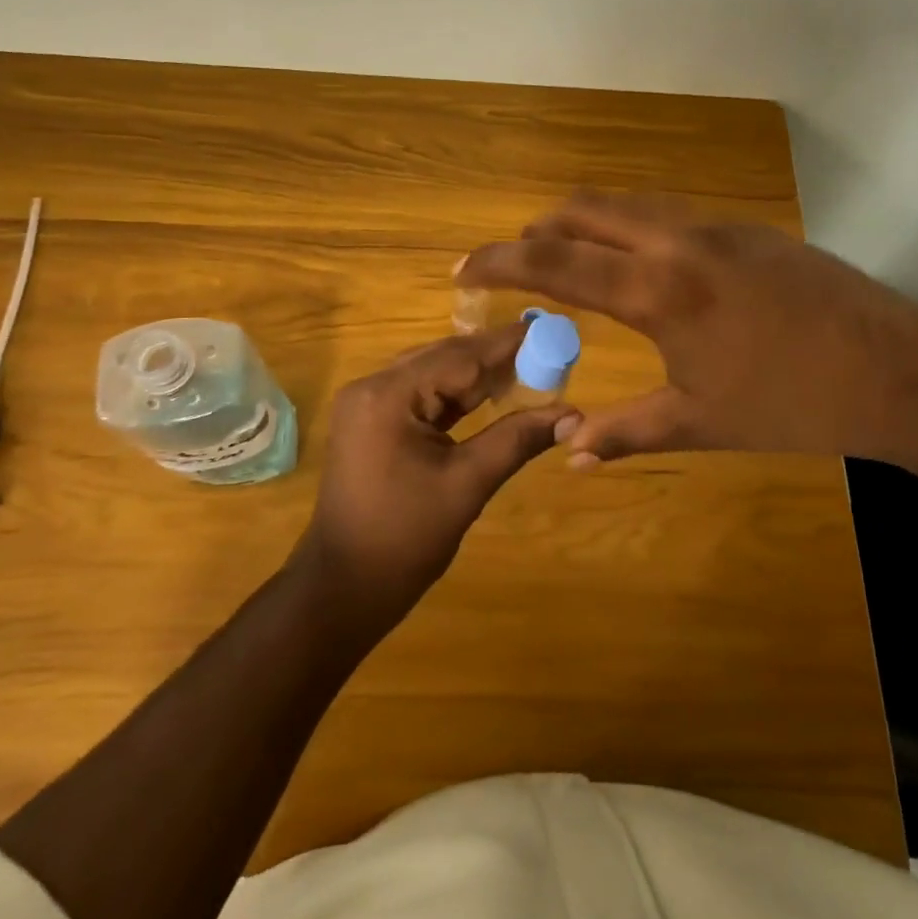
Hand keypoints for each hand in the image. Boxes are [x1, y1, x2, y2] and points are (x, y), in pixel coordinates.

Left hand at [293, 326, 566, 629]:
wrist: (345, 588)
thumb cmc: (405, 539)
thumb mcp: (467, 484)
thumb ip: (517, 440)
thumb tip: (573, 415)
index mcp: (388, 396)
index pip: (458, 357)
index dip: (506, 344)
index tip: (549, 330)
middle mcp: (371, 387)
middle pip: (443, 359)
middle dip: (493, 356)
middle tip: (545, 349)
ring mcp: (367, 404)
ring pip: (432, 375)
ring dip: (476, 375)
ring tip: (527, 366)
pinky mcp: (371, 423)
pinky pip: (420, 396)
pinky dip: (454, 396)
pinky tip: (489, 393)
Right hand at [456, 190, 917, 465]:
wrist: (897, 369)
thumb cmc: (790, 404)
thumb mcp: (699, 422)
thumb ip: (626, 433)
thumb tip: (570, 452)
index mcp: (657, 290)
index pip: (554, 260)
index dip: (499, 261)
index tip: (463, 268)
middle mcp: (677, 241)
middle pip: (583, 208)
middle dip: (538, 230)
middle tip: (520, 264)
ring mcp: (716, 227)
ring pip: (628, 202)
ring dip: (586, 223)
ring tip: (575, 263)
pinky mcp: (746, 229)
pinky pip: (667, 212)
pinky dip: (631, 227)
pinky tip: (645, 269)